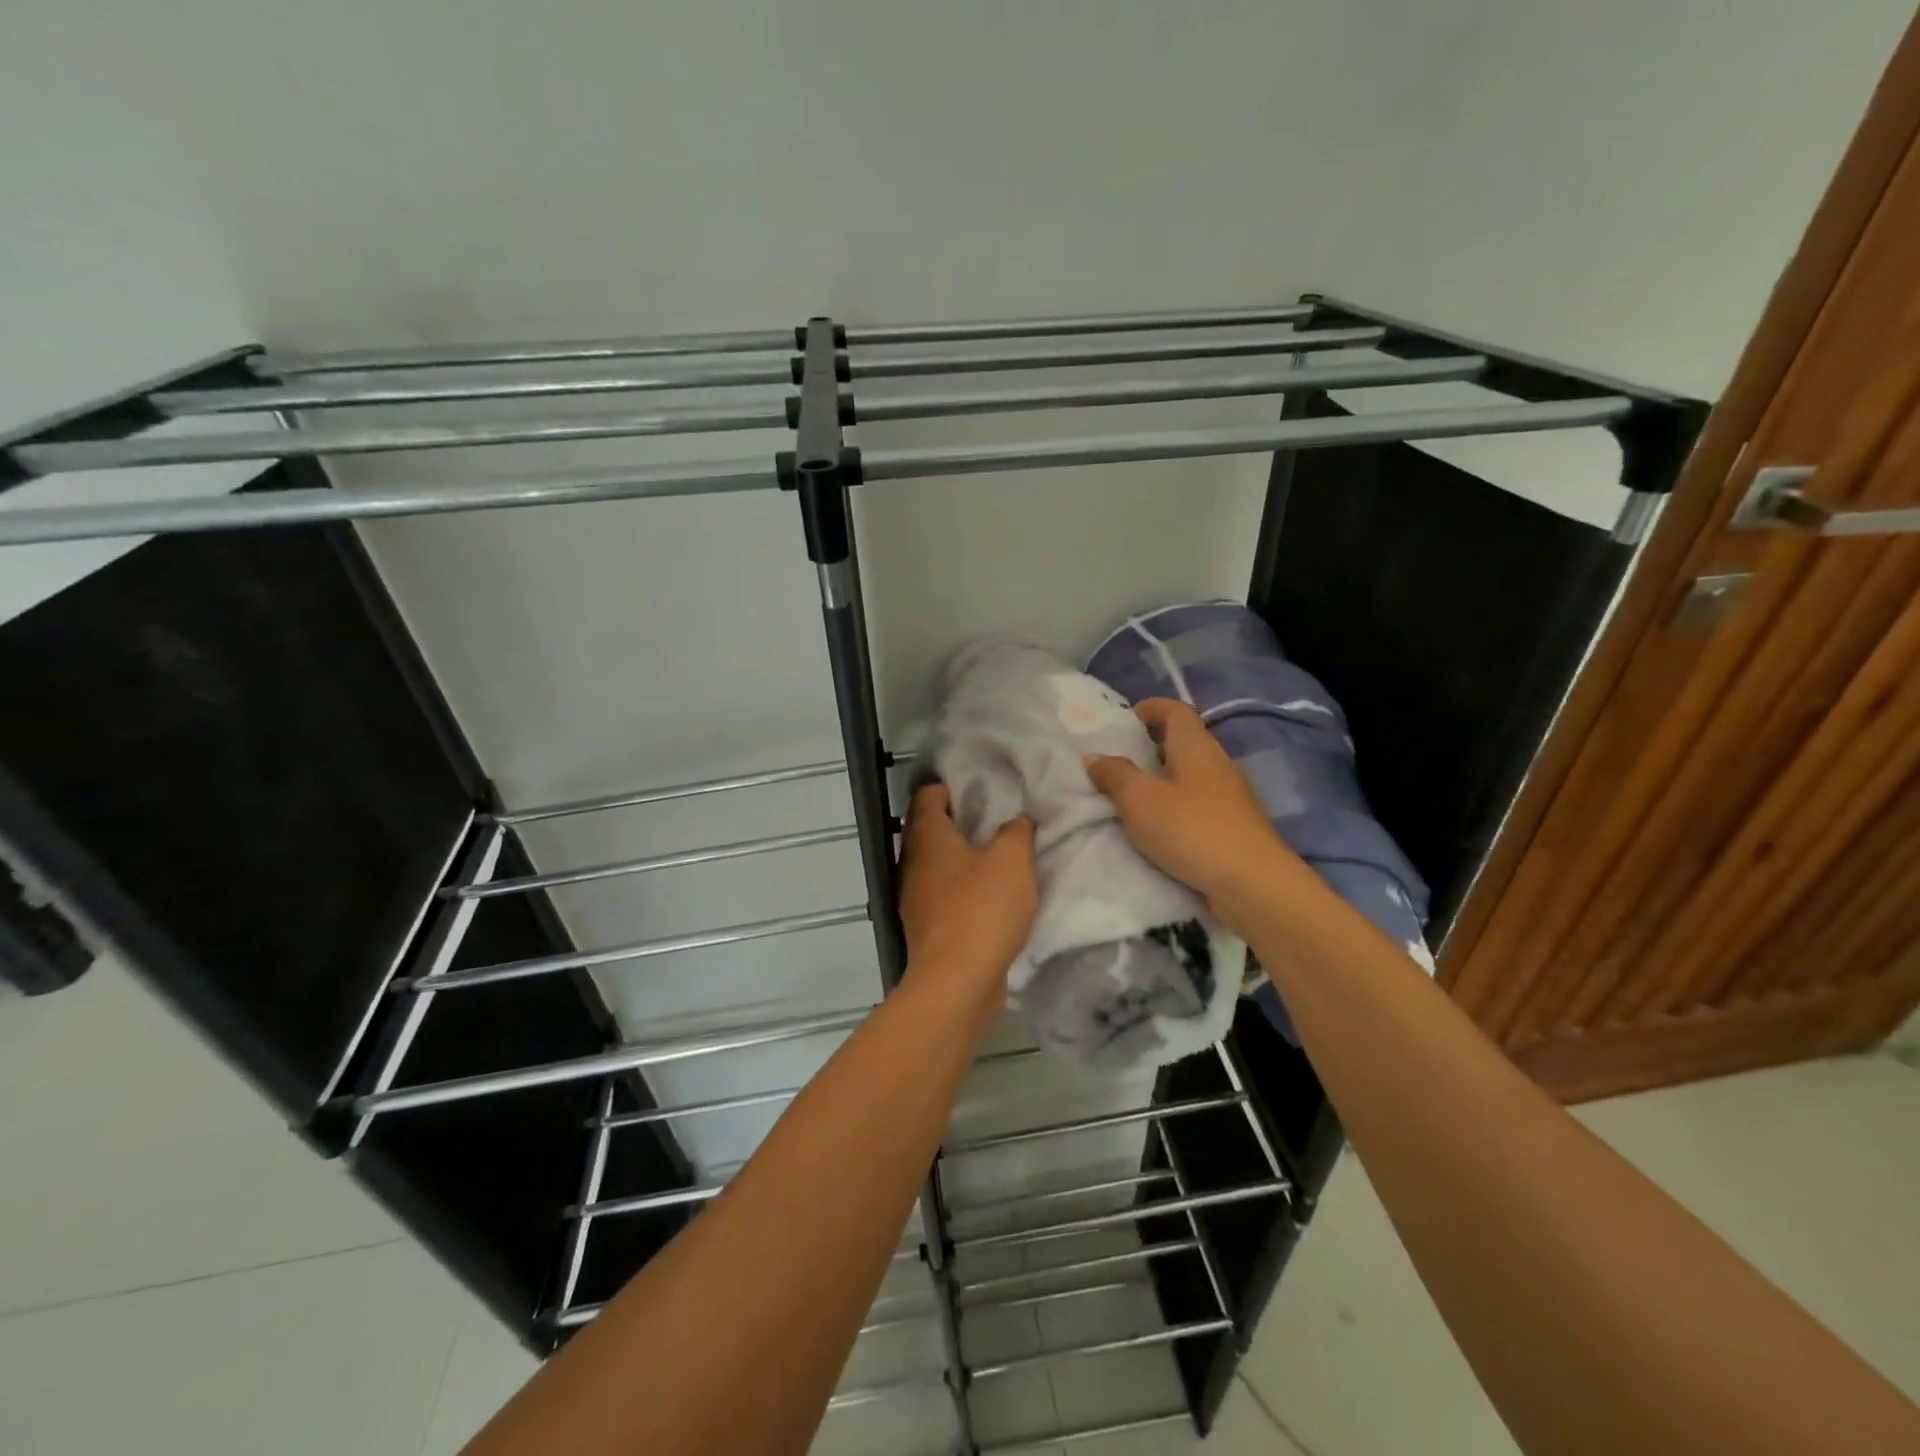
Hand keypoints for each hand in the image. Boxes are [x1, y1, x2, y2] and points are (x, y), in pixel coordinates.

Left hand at [898, 783, 1037, 983]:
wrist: (956, 981)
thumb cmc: (982, 909)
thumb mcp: (1012, 860)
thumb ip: (1016, 832)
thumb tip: (1017, 820)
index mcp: (928, 836)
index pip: (928, 794)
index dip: (951, 786)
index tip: (981, 788)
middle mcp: (912, 861)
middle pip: (930, 829)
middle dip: (959, 822)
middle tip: (996, 819)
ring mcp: (914, 896)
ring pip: (936, 864)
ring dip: (961, 858)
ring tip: (997, 855)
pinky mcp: (925, 926)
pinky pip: (942, 894)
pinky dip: (961, 888)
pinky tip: (989, 895)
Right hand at [1084, 698, 1293, 923]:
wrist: (1252, 883)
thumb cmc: (1191, 829)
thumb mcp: (1139, 799)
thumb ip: (1114, 775)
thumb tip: (1095, 757)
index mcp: (1196, 746)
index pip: (1176, 711)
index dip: (1152, 708)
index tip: (1127, 718)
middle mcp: (1218, 763)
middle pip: (1185, 741)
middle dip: (1154, 745)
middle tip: (1121, 759)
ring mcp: (1231, 796)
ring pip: (1192, 774)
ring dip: (1165, 778)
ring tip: (1134, 795)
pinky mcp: (1235, 826)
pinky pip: (1200, 803)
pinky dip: (1178, 804)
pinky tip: (1161, 826)